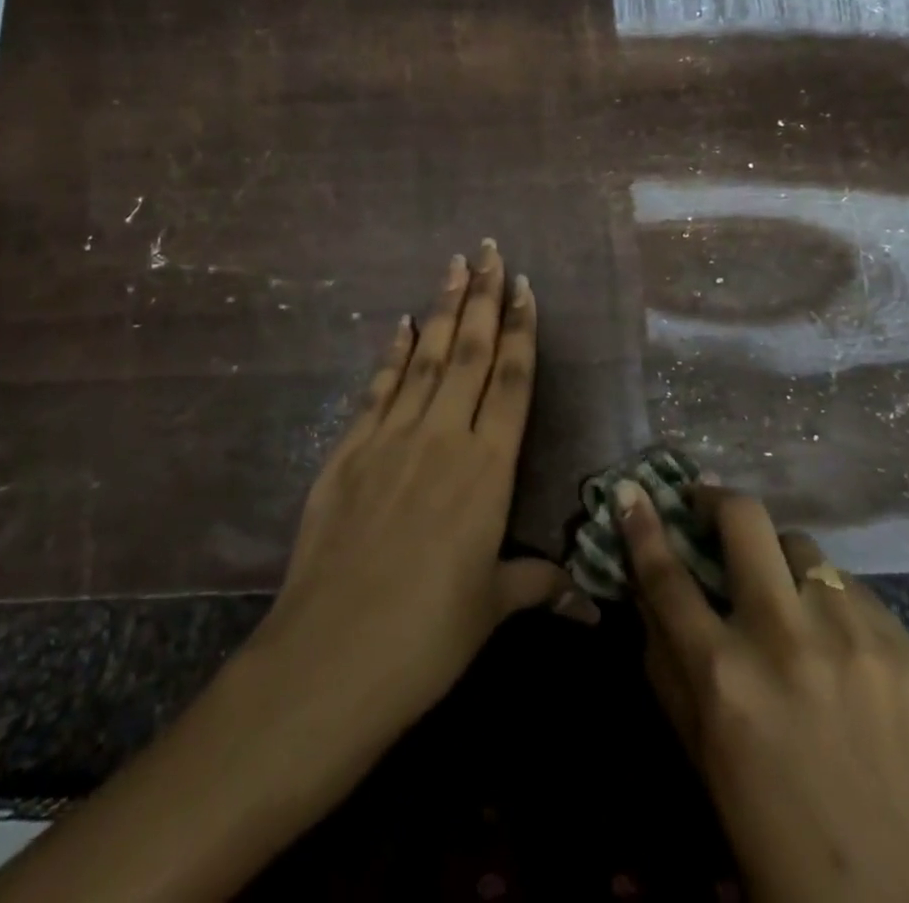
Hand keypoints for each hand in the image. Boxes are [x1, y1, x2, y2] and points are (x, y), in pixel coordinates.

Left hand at [250, 240, 591, 757]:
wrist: (330, 657)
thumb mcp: (489, 608)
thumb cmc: (426, 638)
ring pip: (423, 358)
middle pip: (467, 353)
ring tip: (454, 265)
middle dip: (482, 297)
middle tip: (490, 250)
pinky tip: (400, 325)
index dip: (520, 331)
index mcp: (486, 470)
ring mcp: (389, 439)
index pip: (510, 382)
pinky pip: (377, 389)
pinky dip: (391, 354)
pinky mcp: (347, 452)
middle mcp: (441, 439)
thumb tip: (578, 591)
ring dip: (440, 309)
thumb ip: (532, 582)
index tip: (524, 287)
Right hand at [617, 481, 908, 902]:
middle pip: (745, 520)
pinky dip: (834, 606)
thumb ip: (667, 662)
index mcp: (724, 675)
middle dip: (717, 501)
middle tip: (710, 509)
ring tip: (788, 600)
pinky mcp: (908, 651)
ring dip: (782, 562)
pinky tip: (842, 650)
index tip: (632, 491)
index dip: (642, 525)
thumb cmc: (774, 833)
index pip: (667, 574)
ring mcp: (854, 638)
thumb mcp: (700, 750)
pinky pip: (856, 594)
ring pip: (805, 549)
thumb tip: (647, 589)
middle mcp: (786, 639)